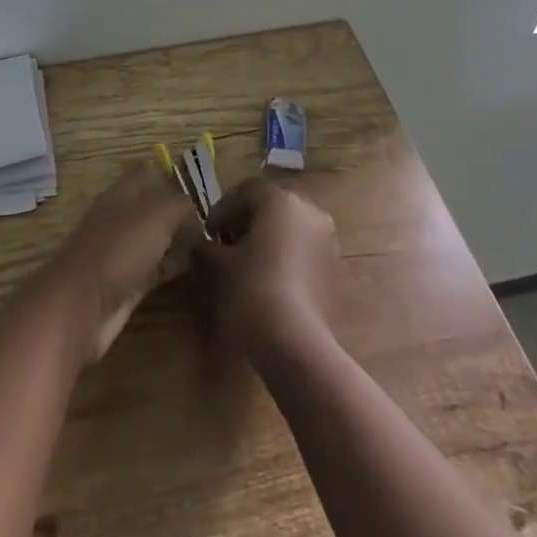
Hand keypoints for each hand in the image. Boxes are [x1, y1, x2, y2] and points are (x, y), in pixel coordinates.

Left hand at [42, 161, 200, 363]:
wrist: (83, 304)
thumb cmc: (119, 248)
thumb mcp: (158, 213)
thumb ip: (182, 206)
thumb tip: (197, 217)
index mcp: (123, 192)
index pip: (147, 171)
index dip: (171, 176)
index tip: (202, 190)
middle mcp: (122, 216)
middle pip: (155, 207)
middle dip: (182, 213)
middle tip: (216, 224)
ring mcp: (123, 250)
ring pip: (158, 237)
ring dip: (180, 240)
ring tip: (213, 246)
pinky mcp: (128, 281)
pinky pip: (157, 266)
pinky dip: (174, 265)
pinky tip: (196, 269)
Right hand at [198, 176, 339, 362]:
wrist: (296, 345)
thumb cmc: (251, 290)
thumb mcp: (216, 265)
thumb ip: (205, 246)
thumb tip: (200, 242)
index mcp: (280, 200)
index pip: (246, 191)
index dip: (223, 209)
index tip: (208, 233)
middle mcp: (310, 211)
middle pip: (273, 205)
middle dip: (249, 219)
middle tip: (227, 241)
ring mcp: (328, 241)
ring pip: (292, 227)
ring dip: (270, 237)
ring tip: (248, 262)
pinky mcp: (336, 270)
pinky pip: (306, 250)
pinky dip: (287, 256)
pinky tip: (270, 279)